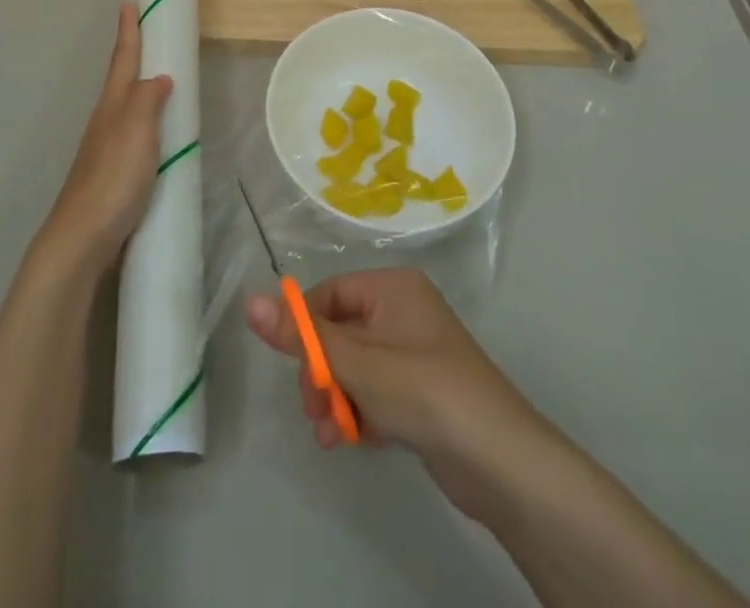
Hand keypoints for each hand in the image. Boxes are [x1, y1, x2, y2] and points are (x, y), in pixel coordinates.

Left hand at [38, 1, 172, 272]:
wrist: (83, 236)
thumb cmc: (113, 177)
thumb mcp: (137, 130)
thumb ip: (149, 99)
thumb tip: (160, 76)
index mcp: (113, 104)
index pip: (123, 58)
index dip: (128, 30)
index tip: (127, 1)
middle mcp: (107, 120)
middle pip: (121, 79)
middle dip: (132, 54)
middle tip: (147, 33)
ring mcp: (106, 148)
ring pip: (126, 106)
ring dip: (140, 88)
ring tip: (158, 78)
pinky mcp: (112, 173)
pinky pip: (133, 134)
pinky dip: (145, 121)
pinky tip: (156, 134)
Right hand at [245, 268, 540, 518]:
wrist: (501, 462)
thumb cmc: (425, 392)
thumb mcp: (357, 363)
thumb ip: (302, 337)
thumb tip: (249, 301)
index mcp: (392, 287)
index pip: (329, 294)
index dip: (306, 330)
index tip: (296, 371)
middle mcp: (402, 310)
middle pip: (339, 331)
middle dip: (321, 372)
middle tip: (316, 409)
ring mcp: (412, 351)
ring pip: (353, 366)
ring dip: (336, 397)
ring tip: (332, 434)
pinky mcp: (419, 390)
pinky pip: (373, 389)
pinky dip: (358, 410)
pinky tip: (353, 440)